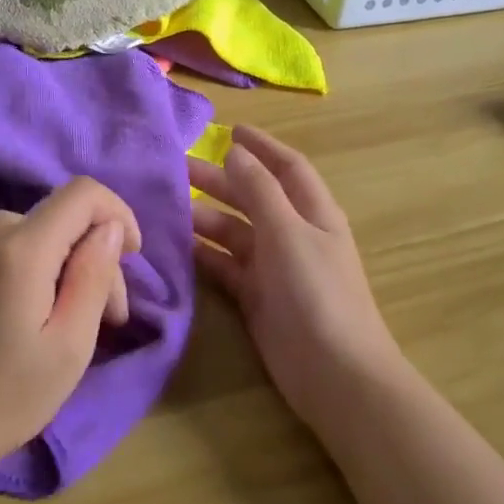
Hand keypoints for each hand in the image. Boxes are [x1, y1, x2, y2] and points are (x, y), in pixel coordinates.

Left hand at [0, 177, 141, 478]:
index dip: (118, 213)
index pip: (83, 193)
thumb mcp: (70, 345)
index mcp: (21, 249)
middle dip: (95, 254)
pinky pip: (7, 247)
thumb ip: (95, 275)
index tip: (132, 256)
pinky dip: (35, 266)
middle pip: (62, 217)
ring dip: (66, 263)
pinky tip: (32, 314)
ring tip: (72, 321)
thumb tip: (111, 227)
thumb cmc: (5, 397)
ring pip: (37, 232)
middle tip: (111, 318)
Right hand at [189, 126, 405, 427]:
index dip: (261, 146)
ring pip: (235, 232)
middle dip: (221, 180)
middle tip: (179, 169)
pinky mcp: (257, 298)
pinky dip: (205, 255)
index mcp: (313, 213)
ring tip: (169, 207)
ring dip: (206, 218)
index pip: (287, 167)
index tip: (230, 129)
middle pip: (254, 197)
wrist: (335, 374)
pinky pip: (226, 267)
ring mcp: (275, 268)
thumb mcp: (289, 233)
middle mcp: (294, 234)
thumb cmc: (317, 294)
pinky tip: (177, 247)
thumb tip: (236, 152)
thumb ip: (261, 191)